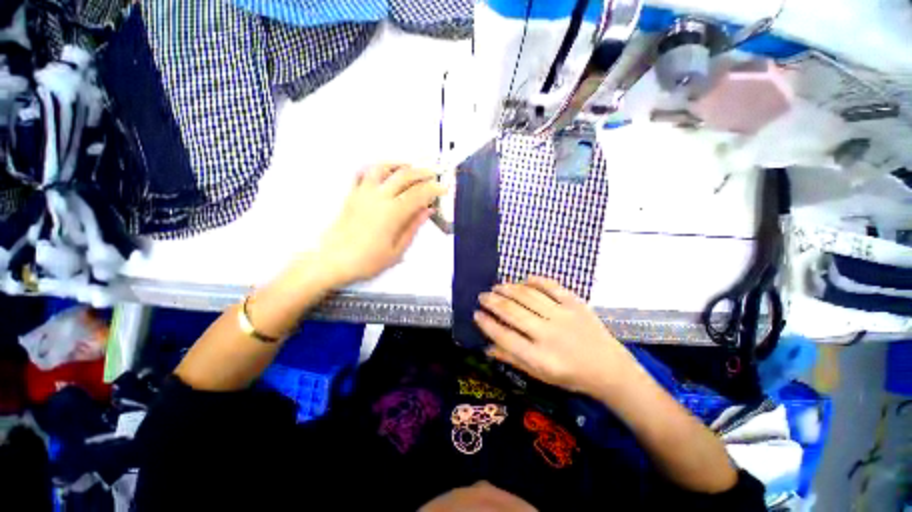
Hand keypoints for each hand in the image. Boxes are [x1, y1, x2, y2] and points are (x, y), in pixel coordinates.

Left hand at [316, 164, 445, 286]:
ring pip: (382, 168)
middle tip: (432, 175)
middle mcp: (378, 197)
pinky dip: (375, 169)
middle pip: (404, 175)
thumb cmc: (365, 260)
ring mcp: (363, 194)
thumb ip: (413, 227)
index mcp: (392, 213)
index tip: (443, 188)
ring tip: (410, 167)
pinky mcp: (352, 195)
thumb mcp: (397, 249)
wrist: (333, 261)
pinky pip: (362, 174)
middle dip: (422, 172)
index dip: (434, 189)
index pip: (419, 194)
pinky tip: (382, 172)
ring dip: (399, 164)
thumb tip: (426, 212)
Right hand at [474, 277, 638, 397]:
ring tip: (497, 286)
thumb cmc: (571, 375)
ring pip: (528, 296)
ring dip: (508, 288)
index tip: (476, 314)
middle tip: (482, 296)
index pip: (504, 337)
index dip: (487, 324)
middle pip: (513, 312)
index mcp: (539, 357)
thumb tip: (486, 347)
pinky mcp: (575, 303)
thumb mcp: (539, 375)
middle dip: (492, 302)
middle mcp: (548, 334)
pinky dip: (534, 280)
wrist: (609, 369)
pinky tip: (523, 280)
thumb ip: (512, 359)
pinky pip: (550, 286)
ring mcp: (563, 316)